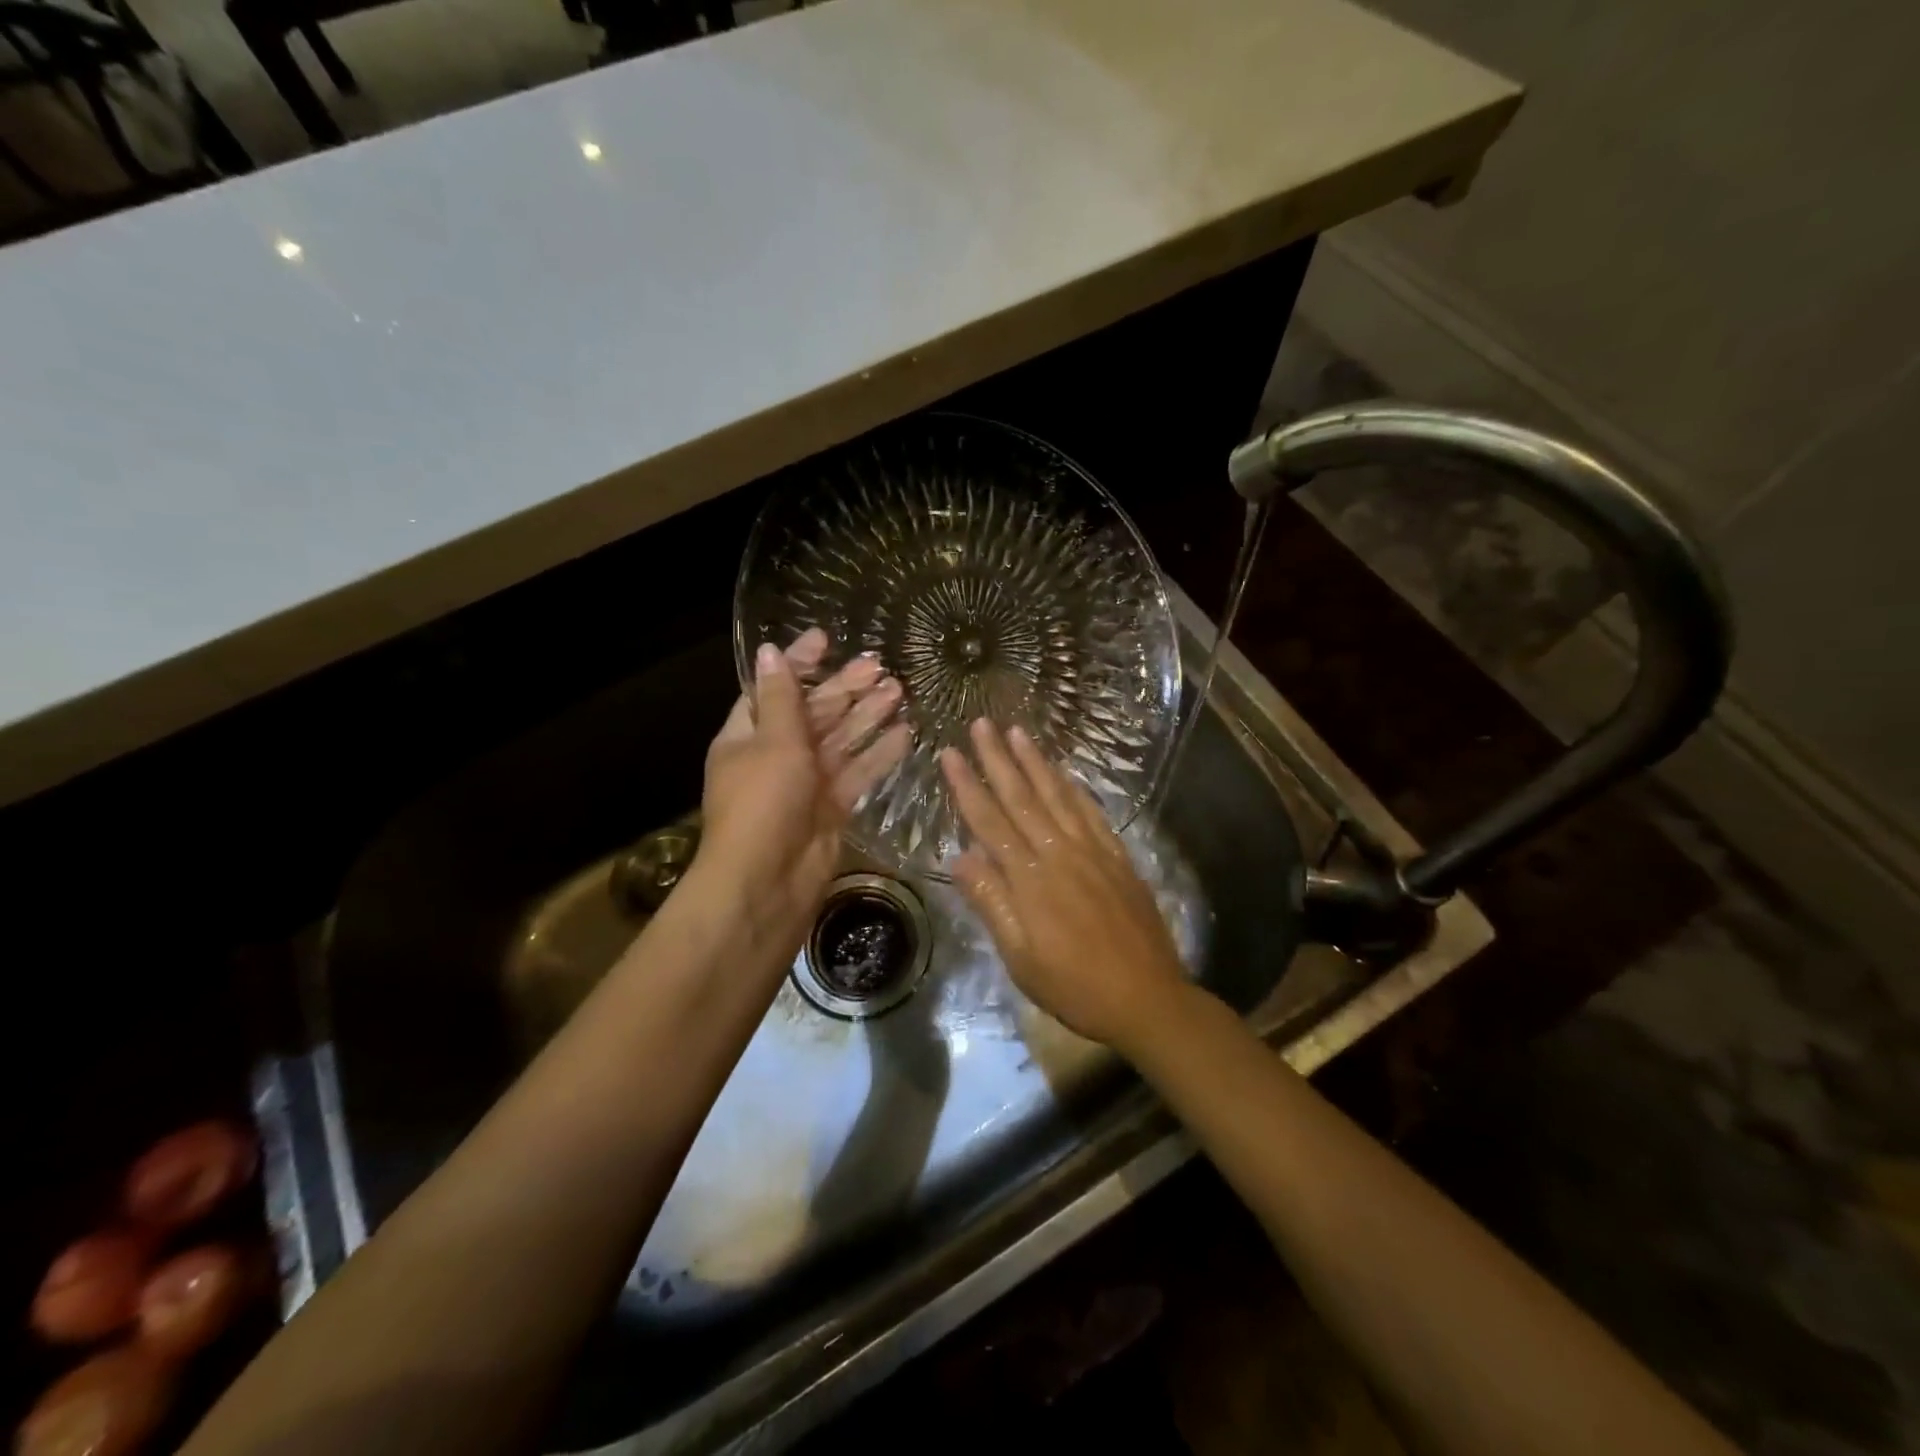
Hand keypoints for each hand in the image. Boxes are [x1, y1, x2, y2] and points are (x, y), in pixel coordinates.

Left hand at [697, 630, 908, 953]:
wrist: (768, 881)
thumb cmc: (762, 802)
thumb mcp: (772, 742)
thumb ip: (782, 698)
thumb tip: (770, 651)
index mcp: (748, 735)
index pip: (774, 688)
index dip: (799, 663)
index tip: (826, 639)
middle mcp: (776, 755)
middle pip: (814, 712)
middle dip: (844, 688)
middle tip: (879, 665)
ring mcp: (806, 782)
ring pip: (841, 740)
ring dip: (867, 716)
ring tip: (899, 690)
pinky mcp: (832, 806)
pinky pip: (857, 772)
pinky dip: (878, 754)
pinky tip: (905, 733)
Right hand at [940, 719, 1193, 1050]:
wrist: (1147, 998)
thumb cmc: (1075, 986)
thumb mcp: (1021, 958)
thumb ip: (992, 903)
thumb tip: (960, 857)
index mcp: (1030, 878)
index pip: (989, 821)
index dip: (967, 785)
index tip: (950, 753)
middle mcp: (1060, 853)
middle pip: (1022, 797)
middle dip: (999, 758)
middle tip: (982, 723)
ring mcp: (1093, 851)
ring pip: (1058, 795)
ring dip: (1036, 761)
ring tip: (1019, 731)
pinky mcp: (1118, 857)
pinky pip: (1092, 812)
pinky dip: (1074, 787)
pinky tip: (1065, 772)